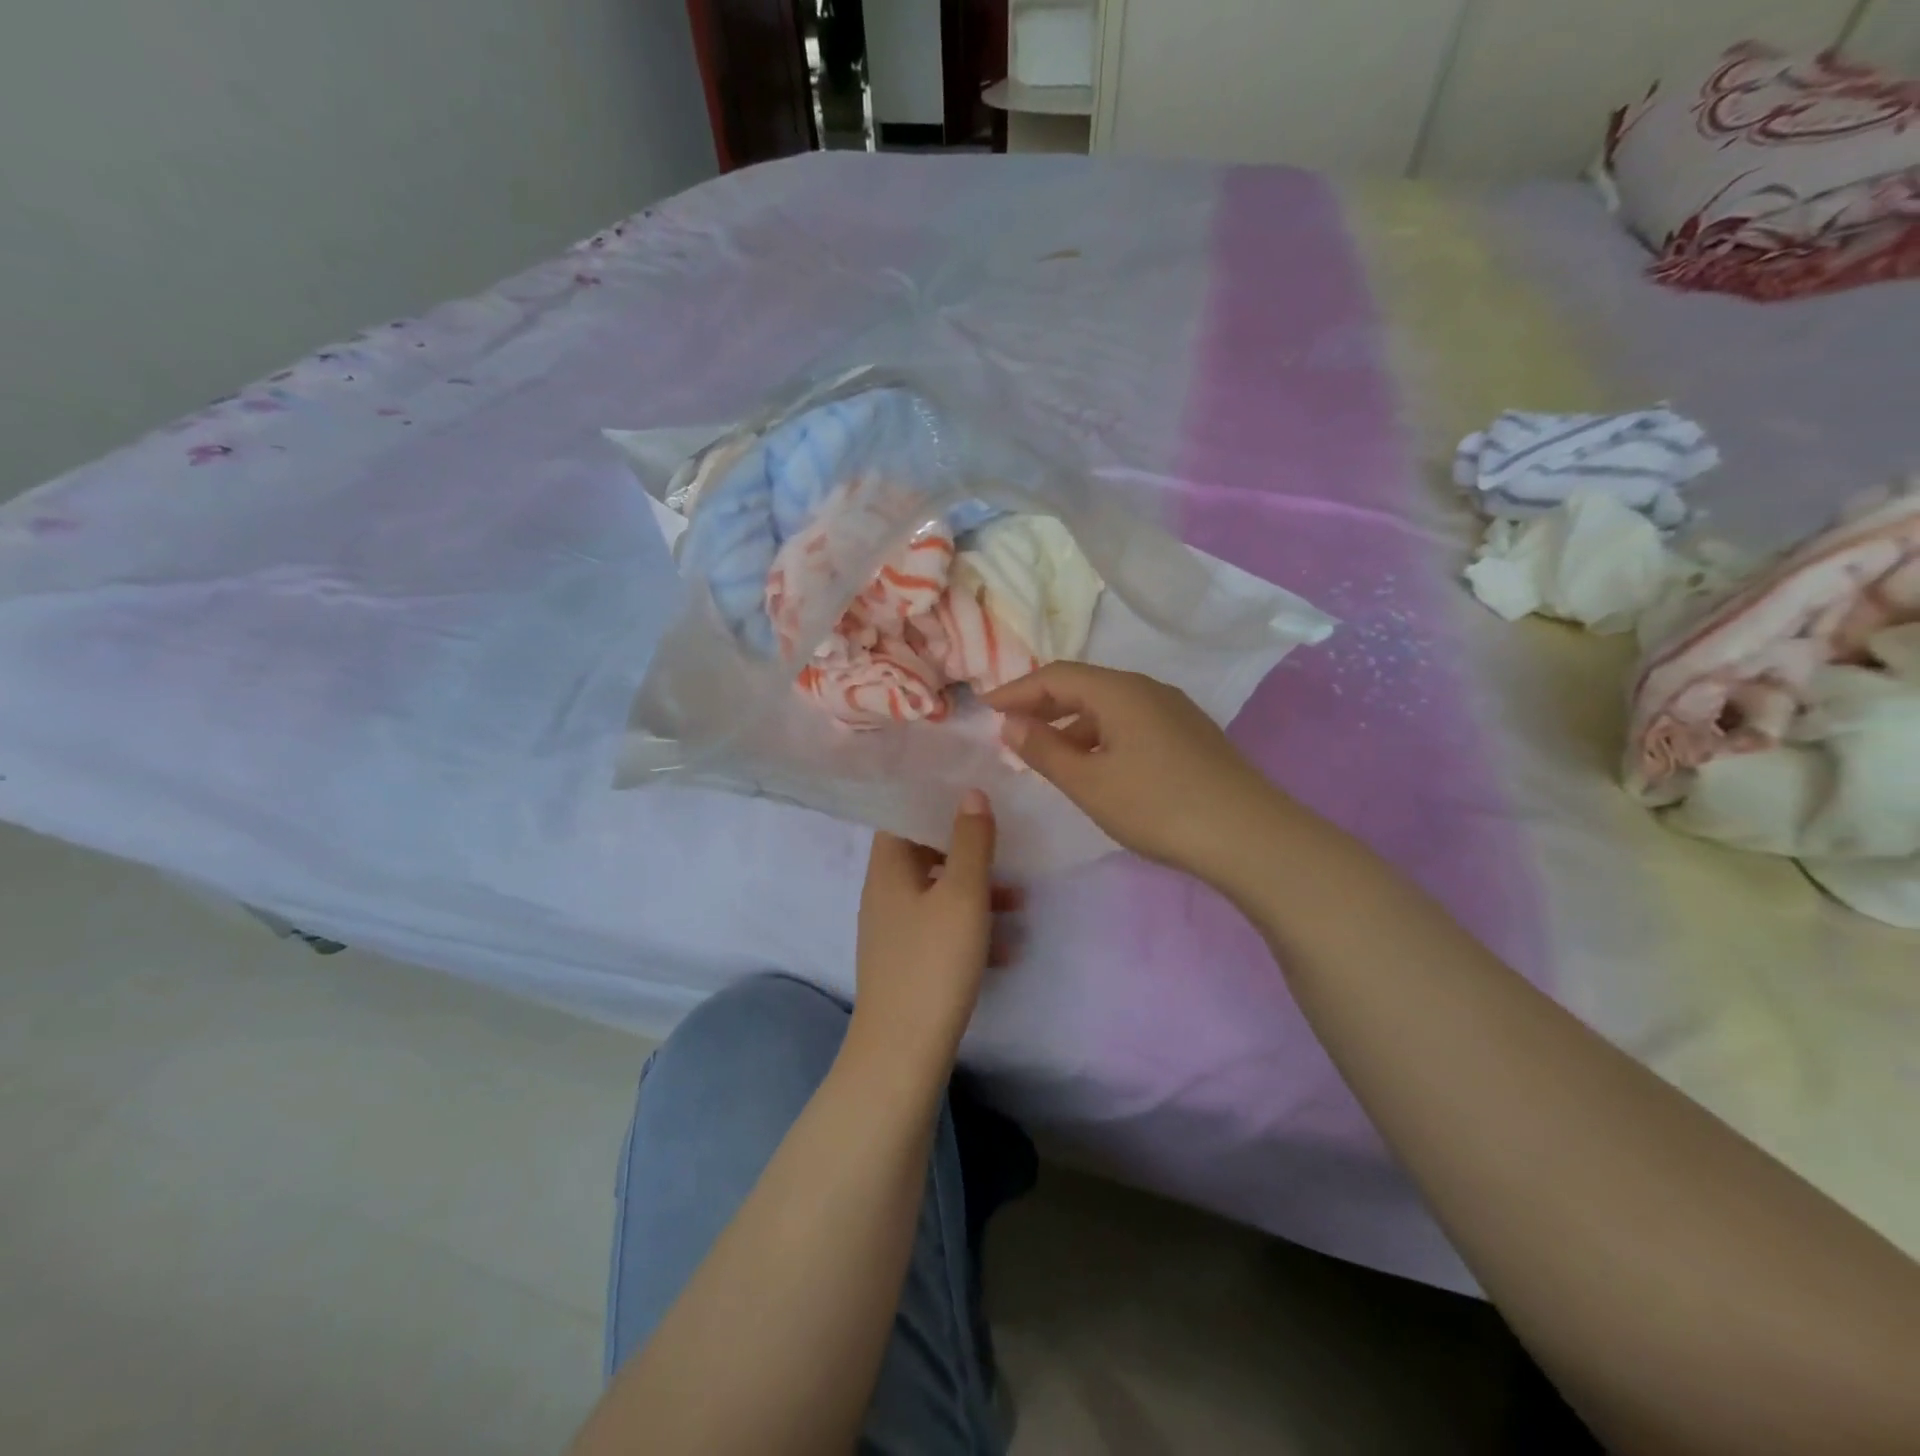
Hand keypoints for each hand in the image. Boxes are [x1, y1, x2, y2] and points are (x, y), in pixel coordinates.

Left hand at [852, 790, 1021, 1072]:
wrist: (903, 1050)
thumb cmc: (933, 961)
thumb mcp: (962, 894)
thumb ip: (970, 841)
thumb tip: (971, 793)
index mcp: (888, 868)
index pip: (903, 817)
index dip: (934, 802)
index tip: (972, 795)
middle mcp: (884, 893)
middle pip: (924, 854)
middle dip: (967, 851)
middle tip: (1005, 847)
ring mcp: (894, 931)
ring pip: (938, 894)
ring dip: (976, 892)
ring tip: (1019, 901)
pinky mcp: (907, 962)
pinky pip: (941, 930)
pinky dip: (970, 929)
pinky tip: (1006, 949)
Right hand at [985, 663, 1290, 885]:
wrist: (1249, 836)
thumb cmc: (1157, 806)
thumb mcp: (1089, 782)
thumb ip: (1044, 750)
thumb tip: (1009, 723)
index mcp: (1120, 691)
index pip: (1056, 676)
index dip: (1017, 689)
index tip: (985, 707)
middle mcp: (1148, 689)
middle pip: (1084, 686)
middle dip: (1043, 705)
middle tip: (1010, 729)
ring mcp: (1174, 711)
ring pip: (1109, 707)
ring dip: (1072, 724)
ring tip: (1047, 752)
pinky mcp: (1190, 736)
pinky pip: (1131, 723)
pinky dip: (1101, 736)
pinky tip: (1096, 765)